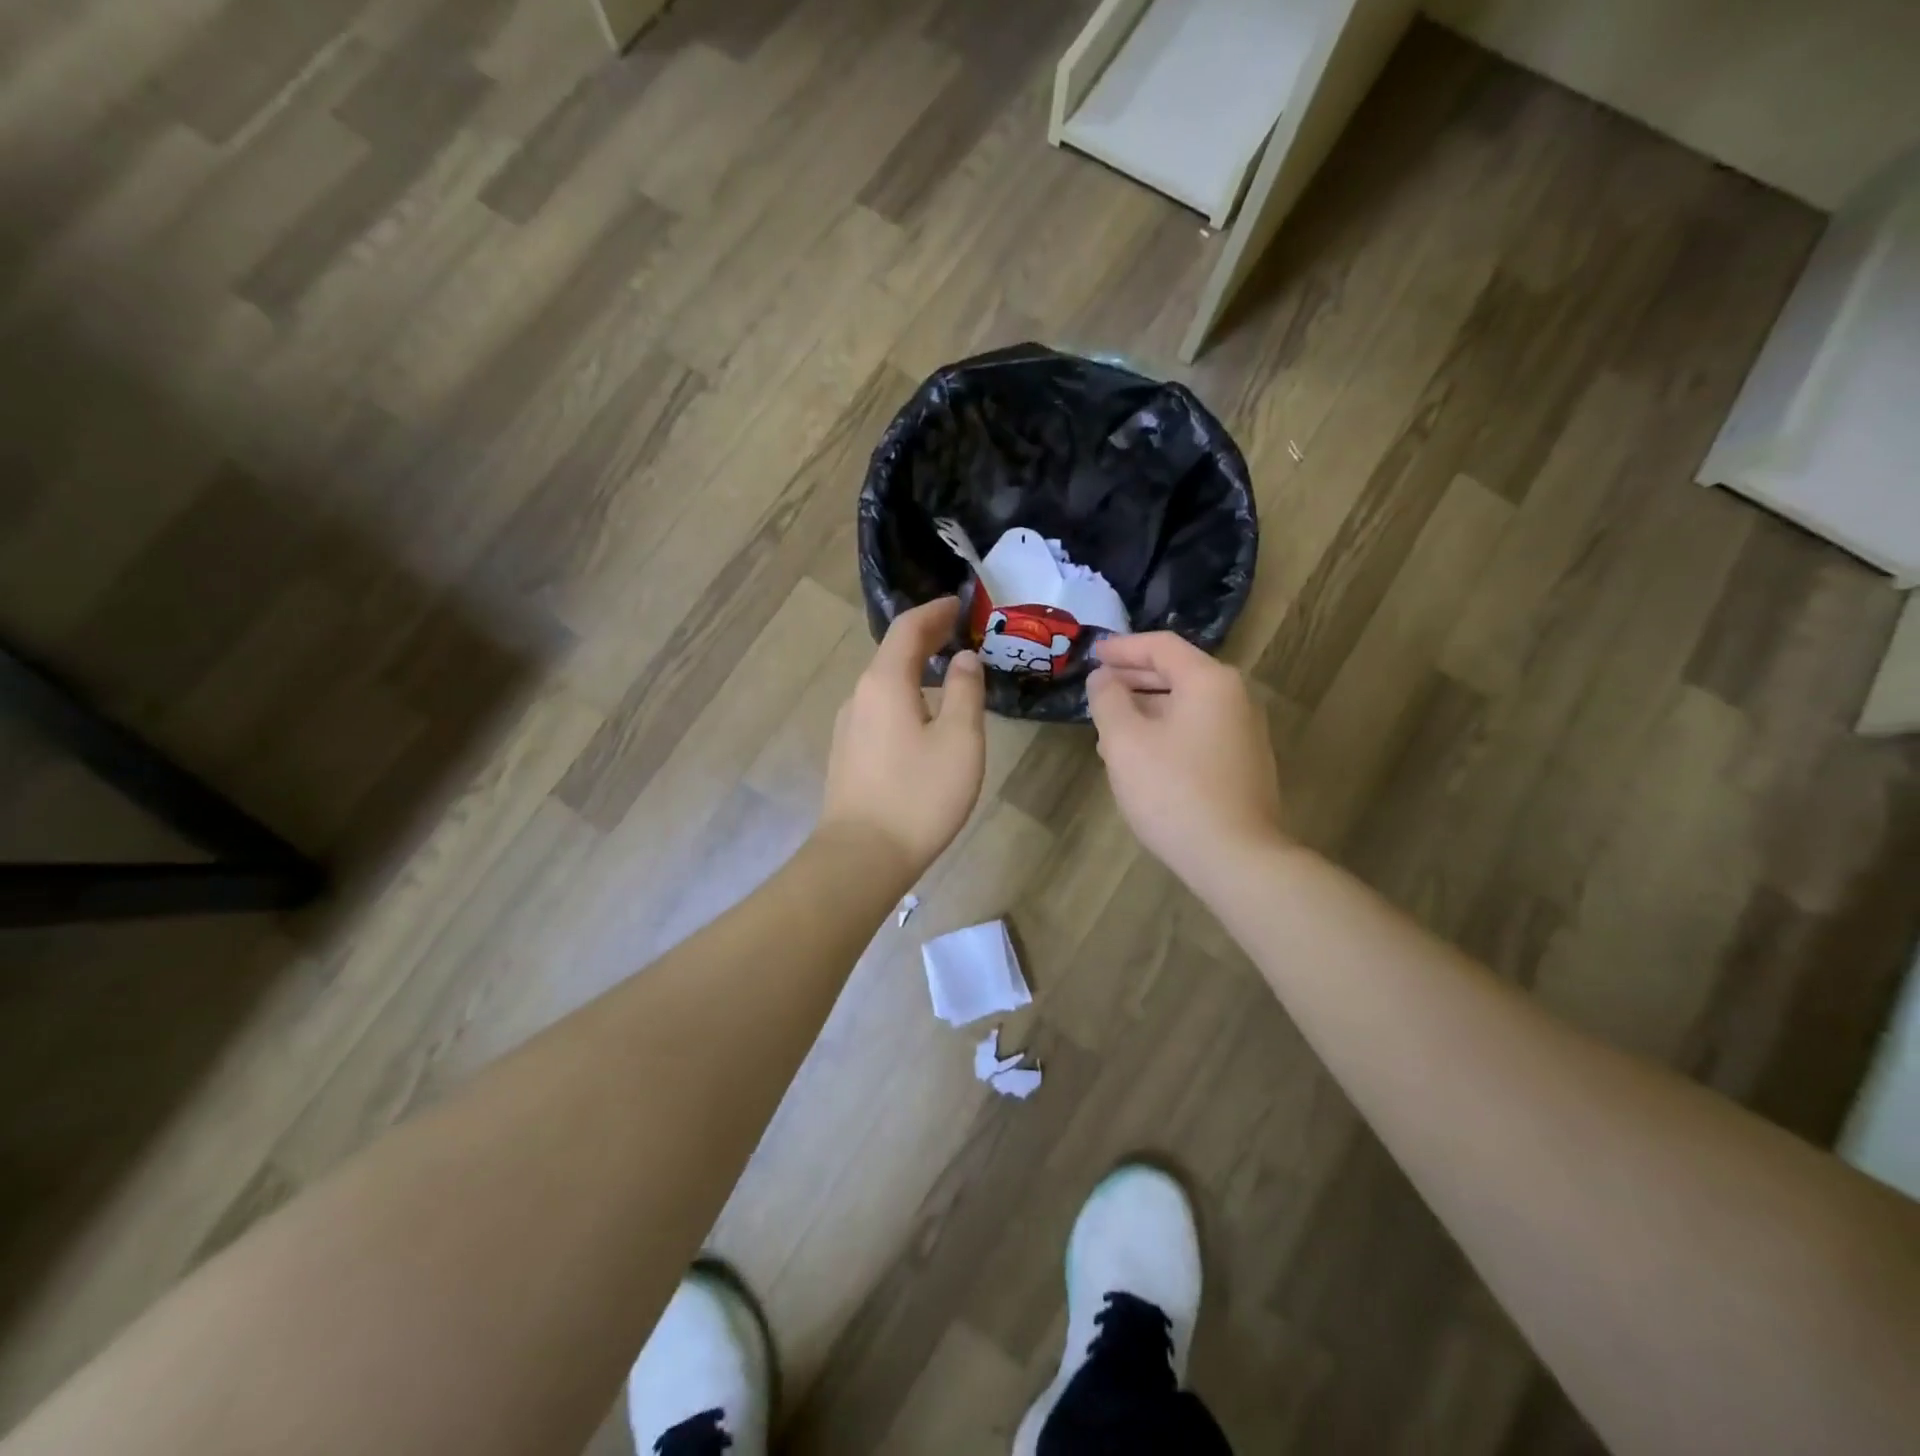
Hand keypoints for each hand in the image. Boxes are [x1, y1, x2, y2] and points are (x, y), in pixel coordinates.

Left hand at [820, 598, 986, 875]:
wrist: (862, 857)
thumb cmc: (919, 795)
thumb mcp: (959, 740)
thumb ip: (964, 691)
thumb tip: (963, 658)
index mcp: (884, 683)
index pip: (908, 628)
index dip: (935, 611)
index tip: (961, 604)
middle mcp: (859, 697)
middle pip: (892, 654)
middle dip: (927, 639)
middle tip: (961, 634)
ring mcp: (848, 727)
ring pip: (885, 685)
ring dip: (915, 671)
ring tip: (948, 677)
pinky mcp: (848, 755)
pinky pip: (879, 711)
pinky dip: (905, 698)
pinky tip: (923, 720)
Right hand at [1086, 632, 1284, 886]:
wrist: (1235, 857)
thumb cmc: (1174, 791)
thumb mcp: (1125, 741)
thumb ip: (1108, 700)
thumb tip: (1103, 678)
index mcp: (1209, 681)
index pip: (1161, 647)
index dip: (1122, 648)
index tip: (1092, 655)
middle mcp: (1234, 698)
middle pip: (1177, 674)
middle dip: (1132, 680)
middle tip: (1097, 691)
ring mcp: (1244, 733)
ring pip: (1185, 706)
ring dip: (1145, 710)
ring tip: (1109, 730)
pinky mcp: (1243, 764)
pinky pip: (1197, 732)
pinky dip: (1165, 732)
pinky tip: (1140, 758)